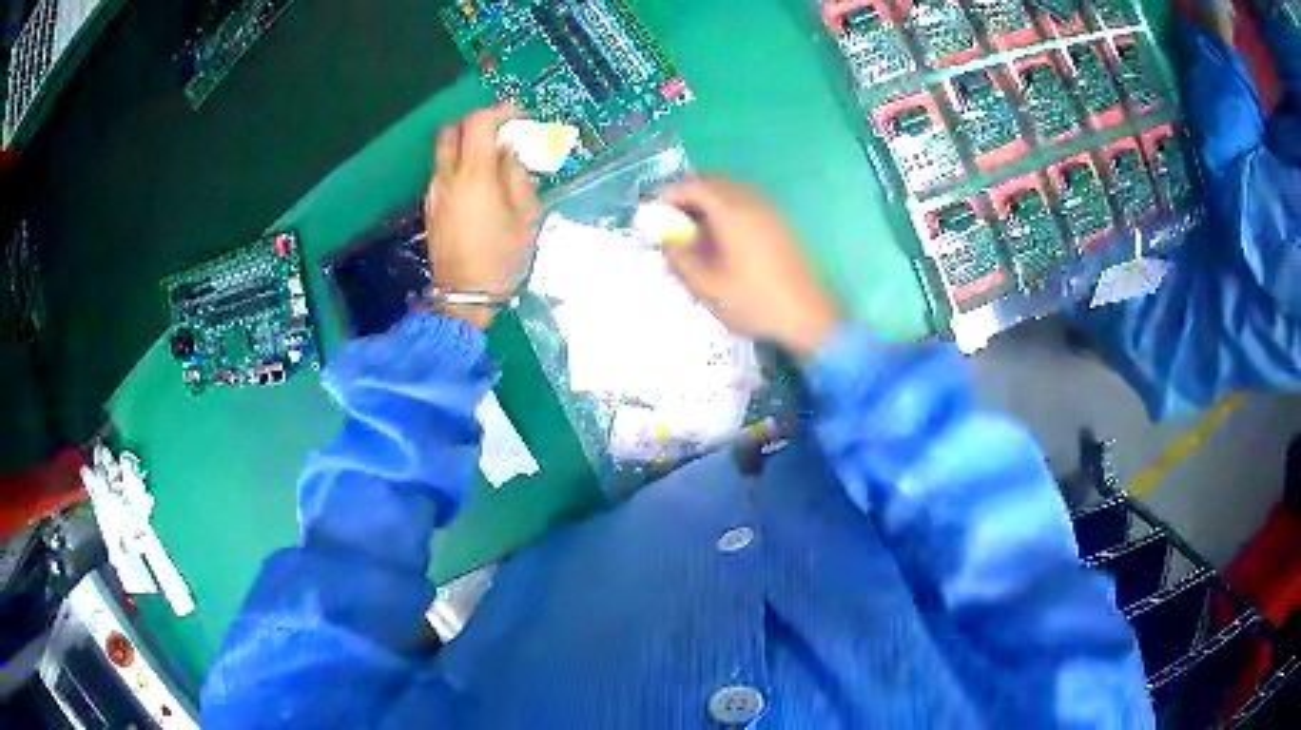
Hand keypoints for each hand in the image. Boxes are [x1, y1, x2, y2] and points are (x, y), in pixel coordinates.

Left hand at [425, 103, 539, 329]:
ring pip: (445, 152)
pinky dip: (460, 166)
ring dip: (467, 146)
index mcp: (473, 175)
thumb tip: (509, 150)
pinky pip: (444, 173)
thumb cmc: (501, 257)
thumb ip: (517, 174)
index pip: (478, 123)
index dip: (499, 112)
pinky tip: (480, 186)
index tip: (519, 117)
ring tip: (494, 162)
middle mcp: (447, 177)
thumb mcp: (525, 215)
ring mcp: (434, 192)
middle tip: (500, 134)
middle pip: (451, 131)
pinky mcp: (431, 207)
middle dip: (476, 124)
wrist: (464, 296)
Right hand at [660, 179, 841, 358]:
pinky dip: (726, 207)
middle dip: (688, 193)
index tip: (654, 210)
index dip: (670, 194)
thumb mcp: (708, 287)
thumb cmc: (755, 303)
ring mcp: (770, 212)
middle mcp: (752, 203)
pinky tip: (721, 234)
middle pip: (714, 182)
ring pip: (731, 190)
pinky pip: (746, 201)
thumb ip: (681, 259)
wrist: (808, 317)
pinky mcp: (780, 224)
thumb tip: (666, 238)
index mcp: (732, 214)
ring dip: (708, 199)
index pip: (694, 187)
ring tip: (692, 225)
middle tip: (670, 216)